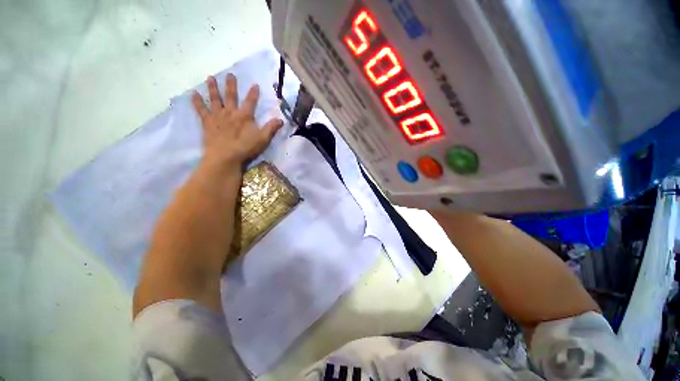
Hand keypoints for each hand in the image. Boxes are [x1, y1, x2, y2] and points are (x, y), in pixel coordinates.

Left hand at [192, 74, 283, 167]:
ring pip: (215, 99)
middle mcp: (230, 112)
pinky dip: (197, 102)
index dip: (253, 93)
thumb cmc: (245, 147)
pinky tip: (193, 94)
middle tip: (230, 74)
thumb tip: (281, 119)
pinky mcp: (207, 122)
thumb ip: (271, 128)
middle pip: (230, 96)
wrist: (225, 156)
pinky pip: (201, 110)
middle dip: (231, 85)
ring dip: (213, 88)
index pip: (250, 102)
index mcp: (244, 116)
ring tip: (210, 77)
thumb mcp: (263, 139)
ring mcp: (217, 116)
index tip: (255, 84)